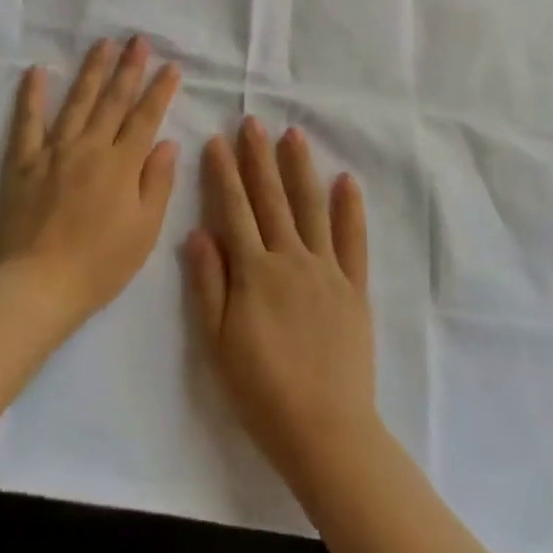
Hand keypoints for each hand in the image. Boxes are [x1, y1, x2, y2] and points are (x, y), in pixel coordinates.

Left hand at [0, 36, 181, 329]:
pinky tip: (37, 72)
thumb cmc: (98, 266)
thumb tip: (167, 142)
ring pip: (77, 102)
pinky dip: (32, 96)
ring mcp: (52, 152)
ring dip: (91, 71)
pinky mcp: (22, 163)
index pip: (145, 118)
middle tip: (138, 40)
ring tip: (102, 43)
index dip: (159, 90)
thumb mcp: (144, 232)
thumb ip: (157, 183)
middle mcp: (89, 148)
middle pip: (112, 101)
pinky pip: (27, 123)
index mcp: (121, 165)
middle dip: (128, 68)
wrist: (36, 287)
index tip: (170, 66)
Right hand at [183, 118, 376, 485]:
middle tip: (252, 122)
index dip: (224, 173)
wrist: (325, 431)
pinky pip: (354, 240)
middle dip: (259, 158)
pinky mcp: (355, 287)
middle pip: (272, 199)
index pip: (234, 210)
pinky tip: (346, 180)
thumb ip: (208, 284)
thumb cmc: (261, 390)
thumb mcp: (218, 342)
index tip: (217, 140)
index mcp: (254, 271)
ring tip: (293, 135)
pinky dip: (350, 209)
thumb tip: (197, 232)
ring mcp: (327, 270)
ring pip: (311, 208)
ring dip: (300, 169)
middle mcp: (291, 259)